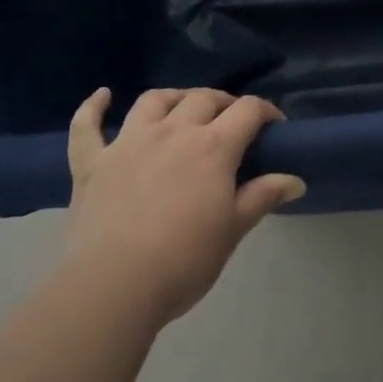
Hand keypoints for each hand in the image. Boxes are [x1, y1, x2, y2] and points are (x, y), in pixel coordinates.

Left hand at [64, 88, 304, 323]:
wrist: (115, 285)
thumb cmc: (185, 259)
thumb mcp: (233, 229)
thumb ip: (263, 196)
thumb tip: (296, 180)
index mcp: (213, 147)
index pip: (248, 111)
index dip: (265, 111)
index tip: (274, 126)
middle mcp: (172, 132)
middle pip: (203, 99)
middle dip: (223, 103)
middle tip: (231, 121)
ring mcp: (128, 143)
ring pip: (154, 101)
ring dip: (173, 98)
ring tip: (182, 107)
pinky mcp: (92, 162)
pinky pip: (87, 126)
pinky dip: (94, 107)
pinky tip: (102, 96)